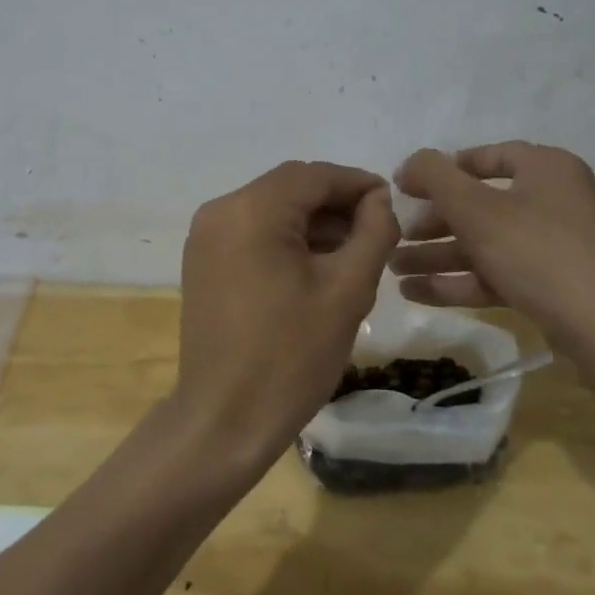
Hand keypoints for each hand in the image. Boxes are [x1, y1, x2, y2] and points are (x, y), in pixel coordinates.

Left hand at [172, 161, 398, 473]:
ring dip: (312, 222)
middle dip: (336, 204)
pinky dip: (285, 238)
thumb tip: (379, 200)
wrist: (223, 419)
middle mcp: (221, 209)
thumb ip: (372, 233)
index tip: (392, 203)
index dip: (357, 184)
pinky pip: (252, 231)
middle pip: (290, 188)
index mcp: (252, 209)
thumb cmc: (291, 355)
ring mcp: (205, 235)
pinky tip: (315, 266)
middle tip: (377, 232)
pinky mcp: (203, 260)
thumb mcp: (347, 291)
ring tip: (353, 253)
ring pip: (271, 209)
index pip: (314, 175)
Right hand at [392, 142, 594, 360]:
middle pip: (481, 204)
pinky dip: (461, 281)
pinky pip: (500, 274)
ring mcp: (559, 247)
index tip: (405, 189)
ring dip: (439, 255)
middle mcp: (555, 200)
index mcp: (546, 169)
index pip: (484, 157)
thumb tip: (411, 162)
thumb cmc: (544, 256)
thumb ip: (436, 177)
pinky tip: (418, 293)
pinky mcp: (558, 288)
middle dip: (434, 222)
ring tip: (394, 269)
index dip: (441, 170)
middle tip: (398, 236)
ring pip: (487, 243)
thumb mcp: (478, 209)